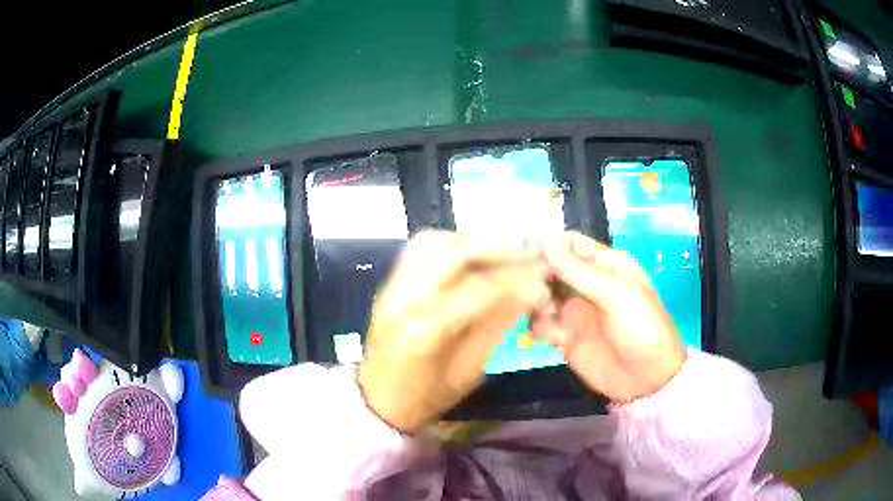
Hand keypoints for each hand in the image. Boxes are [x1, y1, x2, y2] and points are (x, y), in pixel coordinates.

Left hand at [358, 231, 550, 433]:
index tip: (543, 281)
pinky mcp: (388, 283)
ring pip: (435, 242)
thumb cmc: (426, 396)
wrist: (379, 399)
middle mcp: (406, 298)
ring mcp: (392, 287)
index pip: (481, 289)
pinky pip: (418, 248)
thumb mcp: (470, 370)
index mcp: (427, 330)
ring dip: (473, 242)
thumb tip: (531, 292)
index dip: (517, 282)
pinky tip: (468, 256)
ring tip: (500, 255)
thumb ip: (498, 326)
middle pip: (457, 254)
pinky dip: (448, 244)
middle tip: (528, 257)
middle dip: (500, 250)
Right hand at [532, 232, 686, 402]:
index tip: (528, 255)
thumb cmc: (641, 329)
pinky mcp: (565, 336)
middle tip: (527, 287)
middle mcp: (586, 283)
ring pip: (541, 294)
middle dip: (537, 274)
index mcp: (605, 265)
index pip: (570, 243)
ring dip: (536, 301)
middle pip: (550, 267)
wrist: (647, 379)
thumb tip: (543, 241)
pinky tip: (549, 337)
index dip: (548, 245)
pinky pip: (541, 322)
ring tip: (545, 313)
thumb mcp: (617, 295)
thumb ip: (579, 272)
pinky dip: (538, 325)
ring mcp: (574, 310)